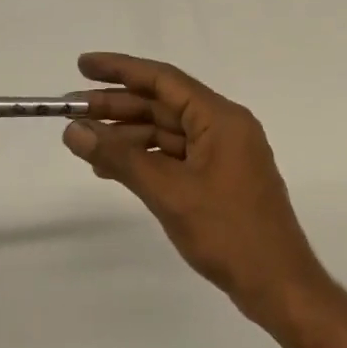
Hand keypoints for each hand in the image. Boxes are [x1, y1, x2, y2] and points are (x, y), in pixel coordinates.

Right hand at [62, 53, 332, 333]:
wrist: (276, 281)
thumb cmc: (227, 231)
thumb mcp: (169, 192)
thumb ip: (121, 158)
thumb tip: (74, 130)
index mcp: (222, 119)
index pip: (165, 80)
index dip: (121, 69)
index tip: (82, 66)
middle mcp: (226, 128)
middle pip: (165, 105)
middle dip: (118, 106)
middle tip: (70, 109)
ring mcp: (225, 156)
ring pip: (169, 133)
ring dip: (129, 136)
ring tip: (84, 142)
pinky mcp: (221, 181)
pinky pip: (178, 158)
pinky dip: (147, 160)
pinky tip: (114, 170)